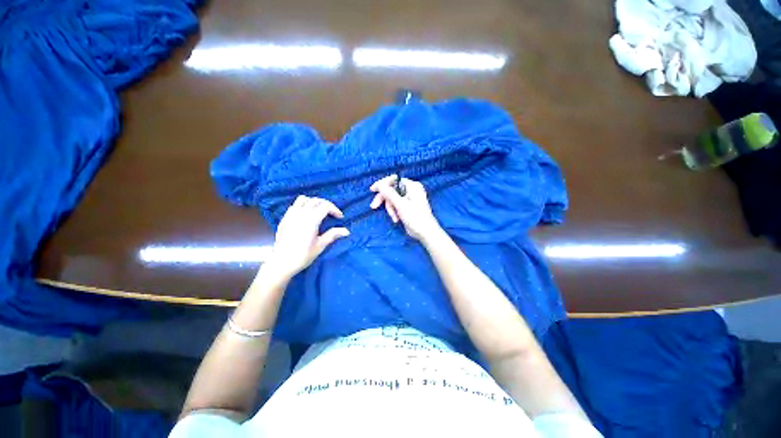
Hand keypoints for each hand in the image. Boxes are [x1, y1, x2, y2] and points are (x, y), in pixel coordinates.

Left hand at [268, 196, 349, 279]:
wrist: (281, 263)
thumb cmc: (303, 255)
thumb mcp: (321, 245)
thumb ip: (333, 235)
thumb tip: (346, 231)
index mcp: (311, 220)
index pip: (325, 206)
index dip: (335, 209)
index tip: (340, 217)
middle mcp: (300, 214)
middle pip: (316, 200)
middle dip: (327, 204)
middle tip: (332, 213)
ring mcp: (291, 215)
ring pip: (303, 199)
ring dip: (314, 202)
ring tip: (319, 210)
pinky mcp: (284, 219)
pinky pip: (294, 205)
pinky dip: (303, 205)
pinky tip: (306, 215)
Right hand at [370, 175, 442, 240]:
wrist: (425, 232)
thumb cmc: (415, 217)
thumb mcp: (401, 205)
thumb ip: (389, 194)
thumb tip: (380, 185)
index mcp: (412, 186)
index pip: (394, 179)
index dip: (383, 184)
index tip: (373, 190)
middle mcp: (411, 190)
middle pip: (391, 190)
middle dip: (384, 199)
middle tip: (374, 206)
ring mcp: (409, 198)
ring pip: (392, 199)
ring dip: (390, 209)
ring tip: (394, 218)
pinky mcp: (406, 206)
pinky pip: (395, 205)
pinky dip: (394, 212)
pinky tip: (397, 219)